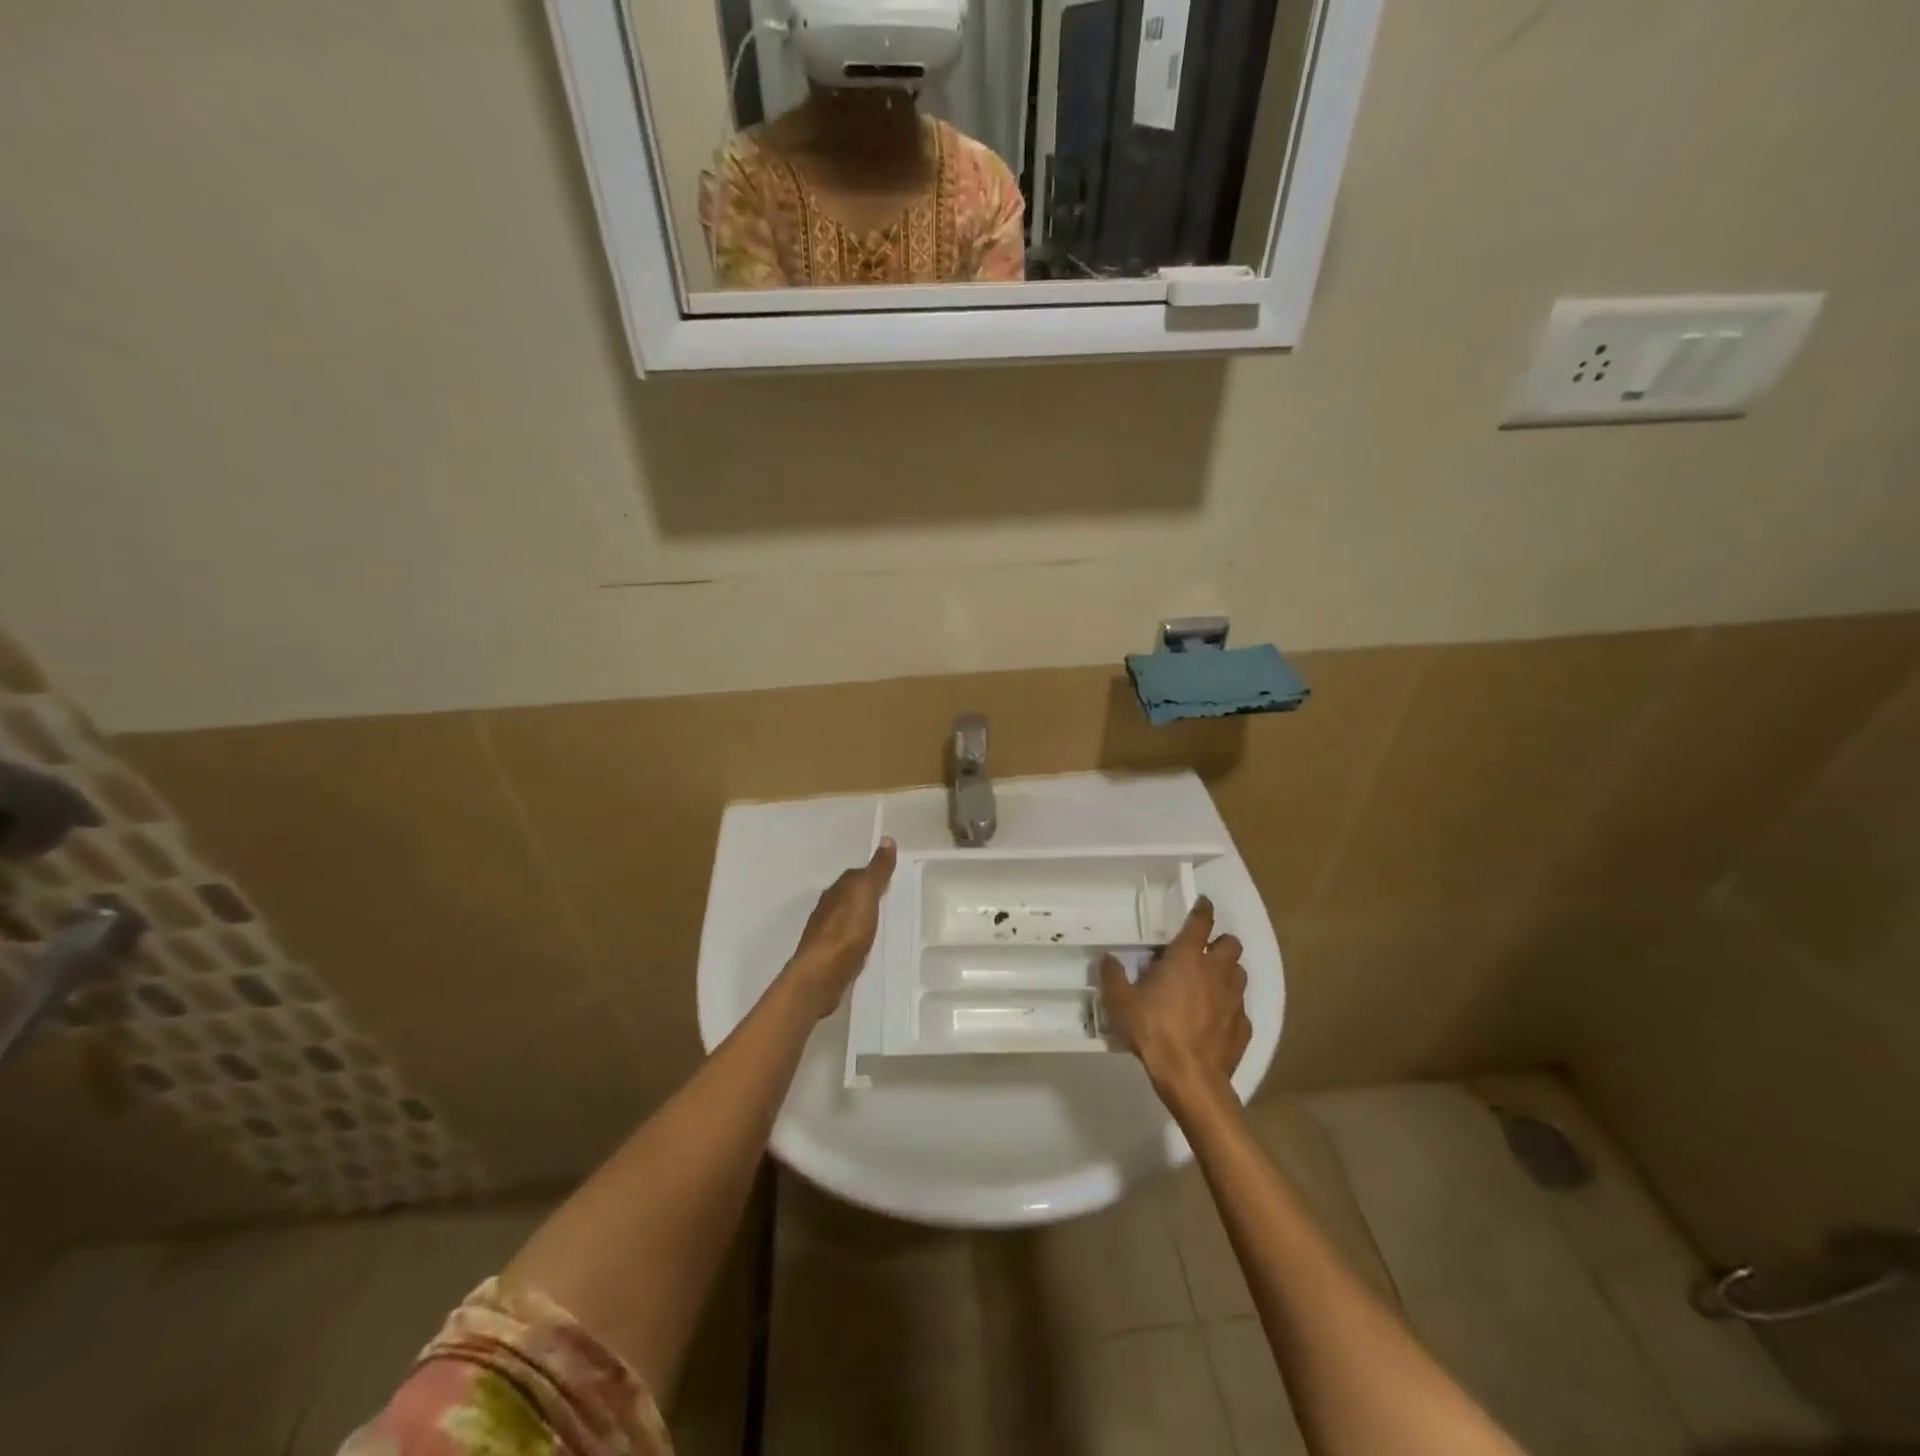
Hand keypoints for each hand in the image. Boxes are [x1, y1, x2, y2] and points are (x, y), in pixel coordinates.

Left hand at [782, 838, 897, 1018]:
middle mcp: (827, 908)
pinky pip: (845, 940)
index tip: (890, 878)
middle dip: (866, 896)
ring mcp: (825, 933)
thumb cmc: (846, 931)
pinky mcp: (827, 956)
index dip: (873, 874)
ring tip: (880, 923)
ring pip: (846, 918)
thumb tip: (887, 839)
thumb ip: (877, 870)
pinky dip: (855, 938)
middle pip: (849, 896)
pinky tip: (865, 946)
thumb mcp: (866, 895)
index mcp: (837, 890)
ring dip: (859, 918)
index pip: (856, 875)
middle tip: (889, 899)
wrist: (821, 975)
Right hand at [1099, 896, 1249, 1111]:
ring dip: (1228, 972)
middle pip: (1232, 944)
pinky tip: (1216, 1019)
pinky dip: (1230, 1007)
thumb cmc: (1154, 1030)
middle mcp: (1216, 972)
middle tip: (1204, 951)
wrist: (1191, 1076)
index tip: (1202, 903)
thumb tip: (1107, 958)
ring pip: (1240, 973)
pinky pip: (1240, 1008)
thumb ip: (1113, 977)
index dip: (1203, 909)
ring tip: (1211, 983)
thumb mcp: (1121, 1003)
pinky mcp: (1243, 1026)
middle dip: (1221, 943)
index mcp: (1187, 958)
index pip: (1201, 922)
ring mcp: (1234, 999)